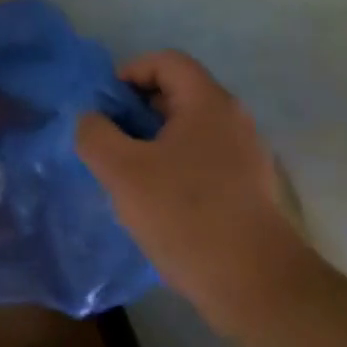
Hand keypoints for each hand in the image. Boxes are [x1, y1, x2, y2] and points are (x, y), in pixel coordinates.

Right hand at [77, 50, 320, 331]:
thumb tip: (91, 119)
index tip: (103, 106)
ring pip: (188, 129)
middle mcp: (233, 120)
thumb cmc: (186, 216)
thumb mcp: (122, 172)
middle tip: (107, 140)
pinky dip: (173, 164)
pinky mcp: (248, 188)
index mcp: (208, 104)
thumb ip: (95, 135)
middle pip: (178, 93)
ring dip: (151, 140)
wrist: (256, 285)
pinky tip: (155, 200)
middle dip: (136, 109)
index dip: (129, 72)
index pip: (166, 61)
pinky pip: (202, 158)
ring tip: (125, 173)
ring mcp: (245, 155)